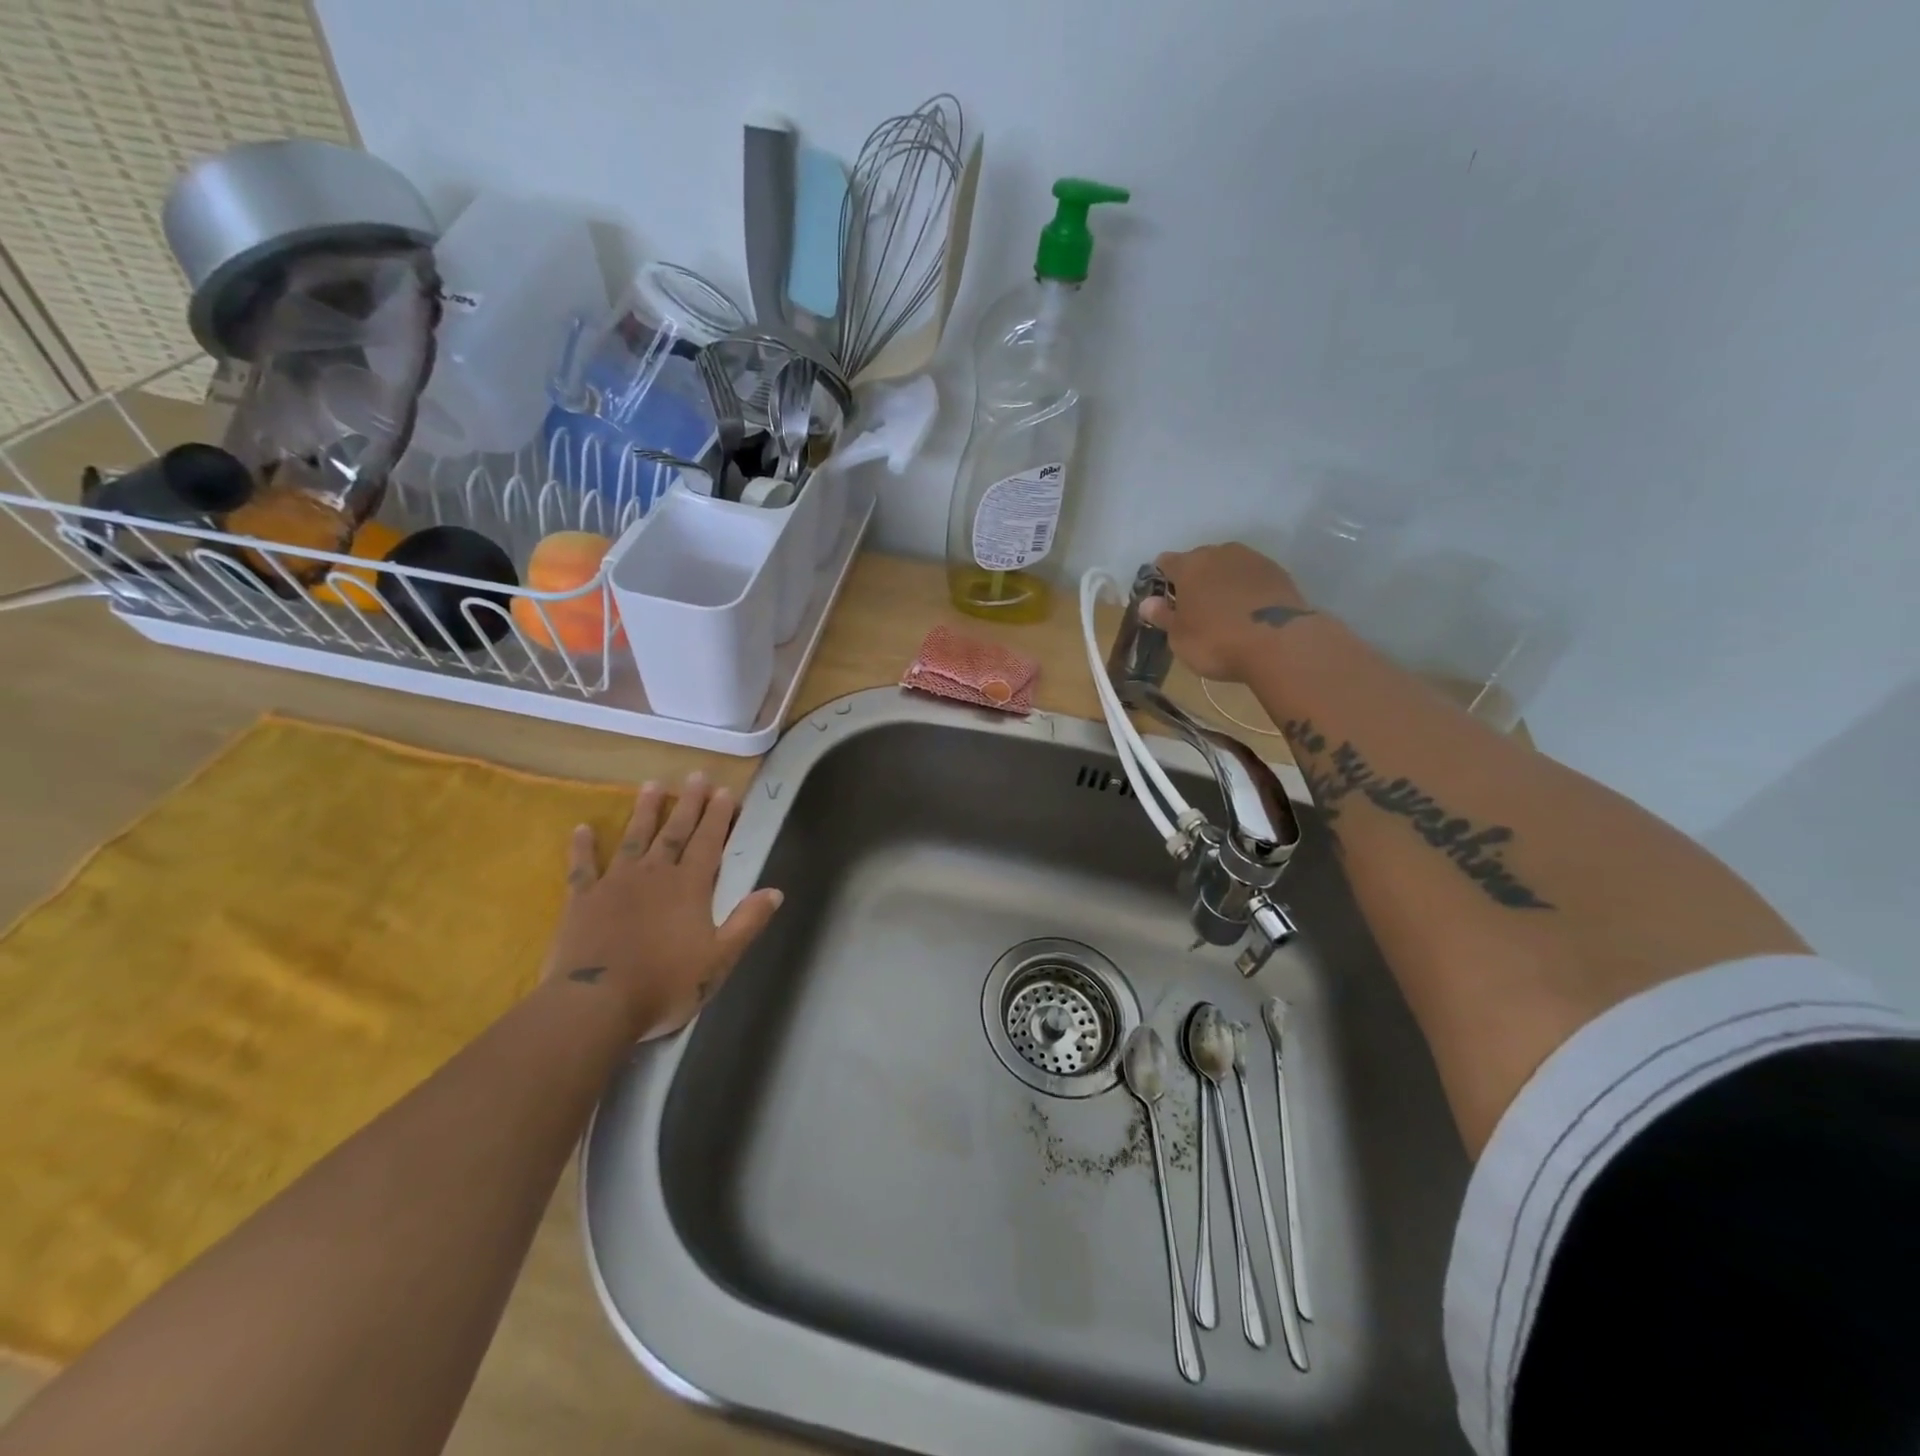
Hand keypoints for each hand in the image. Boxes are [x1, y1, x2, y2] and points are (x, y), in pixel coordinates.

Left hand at [542, 772, 782, 1039]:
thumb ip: (747, 922)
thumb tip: (774, 891)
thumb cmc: (666, 983)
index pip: (709, 842)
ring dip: (644, 811)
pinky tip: (582, 828)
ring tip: (652, 785)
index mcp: (690, 887)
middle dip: (689, 803)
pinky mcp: (582, 900)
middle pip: (675, 831)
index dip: (719, 816)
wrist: (597, 1004)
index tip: (726, 791)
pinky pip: (583, 867)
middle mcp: (655, 875)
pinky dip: (583, 847)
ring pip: (634, 838)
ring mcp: (616, 884)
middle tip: (696, 775)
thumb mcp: (720, 959)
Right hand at [1140, 543, 1315, 681]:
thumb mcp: (1179, 637)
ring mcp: (1253, 559)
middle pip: (1199, 560)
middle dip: (1194, 580)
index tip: (1164, 603)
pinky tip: (1249, 613)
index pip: (1165, 562)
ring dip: (1222, 582)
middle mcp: (1220, 552)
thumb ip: (1163, 616)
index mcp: (1189, 565)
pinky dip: (1247, 590)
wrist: (1280, 643)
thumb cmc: (1216, 641)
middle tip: (1194, 610)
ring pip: (1228, 566)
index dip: (1161, 580)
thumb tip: (1147, 602)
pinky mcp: (1279, 572)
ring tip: (1224, 611)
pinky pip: (1253, 577)